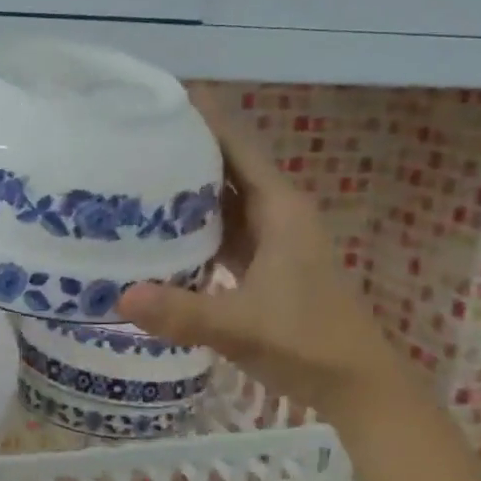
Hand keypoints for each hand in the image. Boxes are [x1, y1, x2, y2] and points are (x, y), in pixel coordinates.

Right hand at [118, 88, 400, 413]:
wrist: (359, 386)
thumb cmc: (308, 343)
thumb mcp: (241, 327)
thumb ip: (183, 312)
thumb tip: (121, 296)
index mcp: (279, 208)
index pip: (237, 144)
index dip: (204, 115)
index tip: (160, 94)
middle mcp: (276, 212)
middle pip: (226, 164)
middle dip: (184, 146)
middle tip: (129, 132)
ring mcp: (272, 238)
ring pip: (223, 197)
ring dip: (187, 184)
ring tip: (134, 170)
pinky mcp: (264, 262)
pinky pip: (223, 228)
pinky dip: (194, 222)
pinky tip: (158, 227)